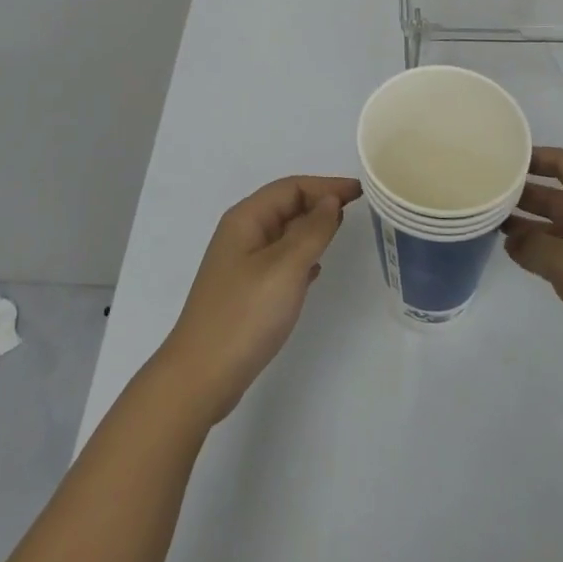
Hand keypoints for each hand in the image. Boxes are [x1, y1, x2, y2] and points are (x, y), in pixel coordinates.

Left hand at [155, 175, 361, 423]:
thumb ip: (312, 230)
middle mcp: (241, 234)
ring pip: (283, 233)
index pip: (291, 188)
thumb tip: (330, 201)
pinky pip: (280, 260)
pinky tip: (315, 269)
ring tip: (340, 231)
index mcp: (246, 219)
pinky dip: (301, 255)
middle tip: (356, 208)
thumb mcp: (286, 267)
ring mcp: (241, 264)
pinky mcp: (245, 291)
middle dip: (319, 202)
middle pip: (285, 205)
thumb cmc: (245, 314)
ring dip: (311, 228)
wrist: (202, 376)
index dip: (326, 185)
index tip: (360, 191)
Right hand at [503, 146, 562, 400]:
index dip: (532, 157)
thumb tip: (512, 240)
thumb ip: (533, 246)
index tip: (498, 157)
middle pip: (559, 193)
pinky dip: (544, 250)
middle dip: (523, 193)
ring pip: (561, 224)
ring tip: (490, 224)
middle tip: (484, 193)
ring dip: (529, 224)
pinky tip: (516, 255)